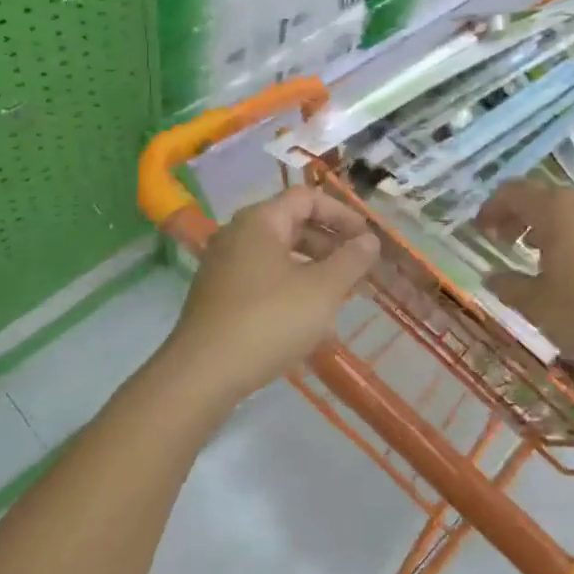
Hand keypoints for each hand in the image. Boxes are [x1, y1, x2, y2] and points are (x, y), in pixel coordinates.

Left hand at [162, 186, 379, 404]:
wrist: (203, 374)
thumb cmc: (269, 320)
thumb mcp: (322, 290)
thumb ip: (351, 260)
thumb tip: (369, 240)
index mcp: (260, 221)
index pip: (307, 198)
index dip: (342, 214)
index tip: (367, 240)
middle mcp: (238, 235)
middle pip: (293, 226)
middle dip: (331, 247)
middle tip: (358, 271)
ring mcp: (224, 268)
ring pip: (280, 258)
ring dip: (314, 273)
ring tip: (340, 301)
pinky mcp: (219, 298)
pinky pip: (264, 283)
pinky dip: (292, 293)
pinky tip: (311, 328)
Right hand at [476, 179, 573, 377]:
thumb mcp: (537, 304)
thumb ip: (509, 285)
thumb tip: (490, 276)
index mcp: (557, 210)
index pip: (514, 193)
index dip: (492, 208)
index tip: (480, 230)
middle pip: (543, 196)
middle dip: (519, 215)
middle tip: (503, 241)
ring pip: (571, 208)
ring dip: (547, 224)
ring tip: (536, 254)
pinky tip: (573, 265)